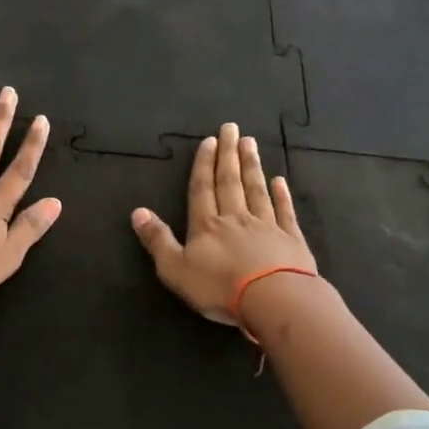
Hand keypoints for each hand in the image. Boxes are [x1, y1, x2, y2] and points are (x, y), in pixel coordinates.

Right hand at [131, 122, 314, 325]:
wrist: (274, 299)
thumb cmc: (220, 287)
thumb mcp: (175, 269)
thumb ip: (157, 240)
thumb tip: (137, 211)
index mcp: (206, 226)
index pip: (202, 190)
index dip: (203, 165)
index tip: (209, 141)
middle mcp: (236, 219)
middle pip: (230, 182)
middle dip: (228, 155)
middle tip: (231, 128)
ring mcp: (267, 227)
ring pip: (256, 190)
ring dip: (252, 166)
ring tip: (250, 143)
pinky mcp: (291, 240)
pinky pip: (285, 212)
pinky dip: (282, 195)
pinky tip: (280, 180)